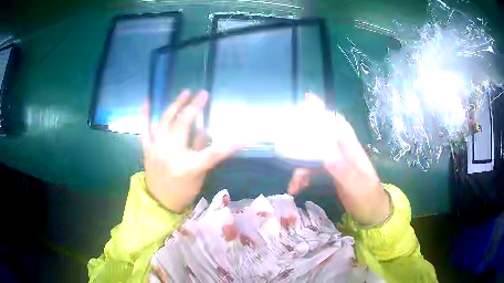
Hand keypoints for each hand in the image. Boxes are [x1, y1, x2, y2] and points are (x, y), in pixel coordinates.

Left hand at [142, 90, 239, 212]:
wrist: (160, 201)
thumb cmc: (183, 190)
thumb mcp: (198, 175)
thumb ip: (201, 150)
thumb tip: (205, 128)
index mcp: (188, 166)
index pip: (213, 153)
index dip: (231, 145)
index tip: (245, 136)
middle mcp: (170, 155)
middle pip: (183, 126)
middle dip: (195, 107)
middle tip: (203, 94)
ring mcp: (156, 150)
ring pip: (165, 122)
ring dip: (175, 105)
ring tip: (185, 93)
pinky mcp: (147, 149)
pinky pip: (145, 129)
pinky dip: (145, 114)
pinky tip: (147, 100)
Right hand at [287, 97, 389, 225]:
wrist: (372, 213)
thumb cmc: (367, 198)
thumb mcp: (356, 186)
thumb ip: (342, 169)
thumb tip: (324, 153)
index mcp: (351, 150)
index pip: (337, 124)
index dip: (324, 111)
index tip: (307, 99)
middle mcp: (343, 152)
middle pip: (320, 138)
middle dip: (303, 139)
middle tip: (285, 143)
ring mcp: (336, 163)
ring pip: (313, 156)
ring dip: (300, 167)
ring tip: (292, 184)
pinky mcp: (332, 173)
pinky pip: (313, 170)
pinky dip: (303, 177)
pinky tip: (296, 188)